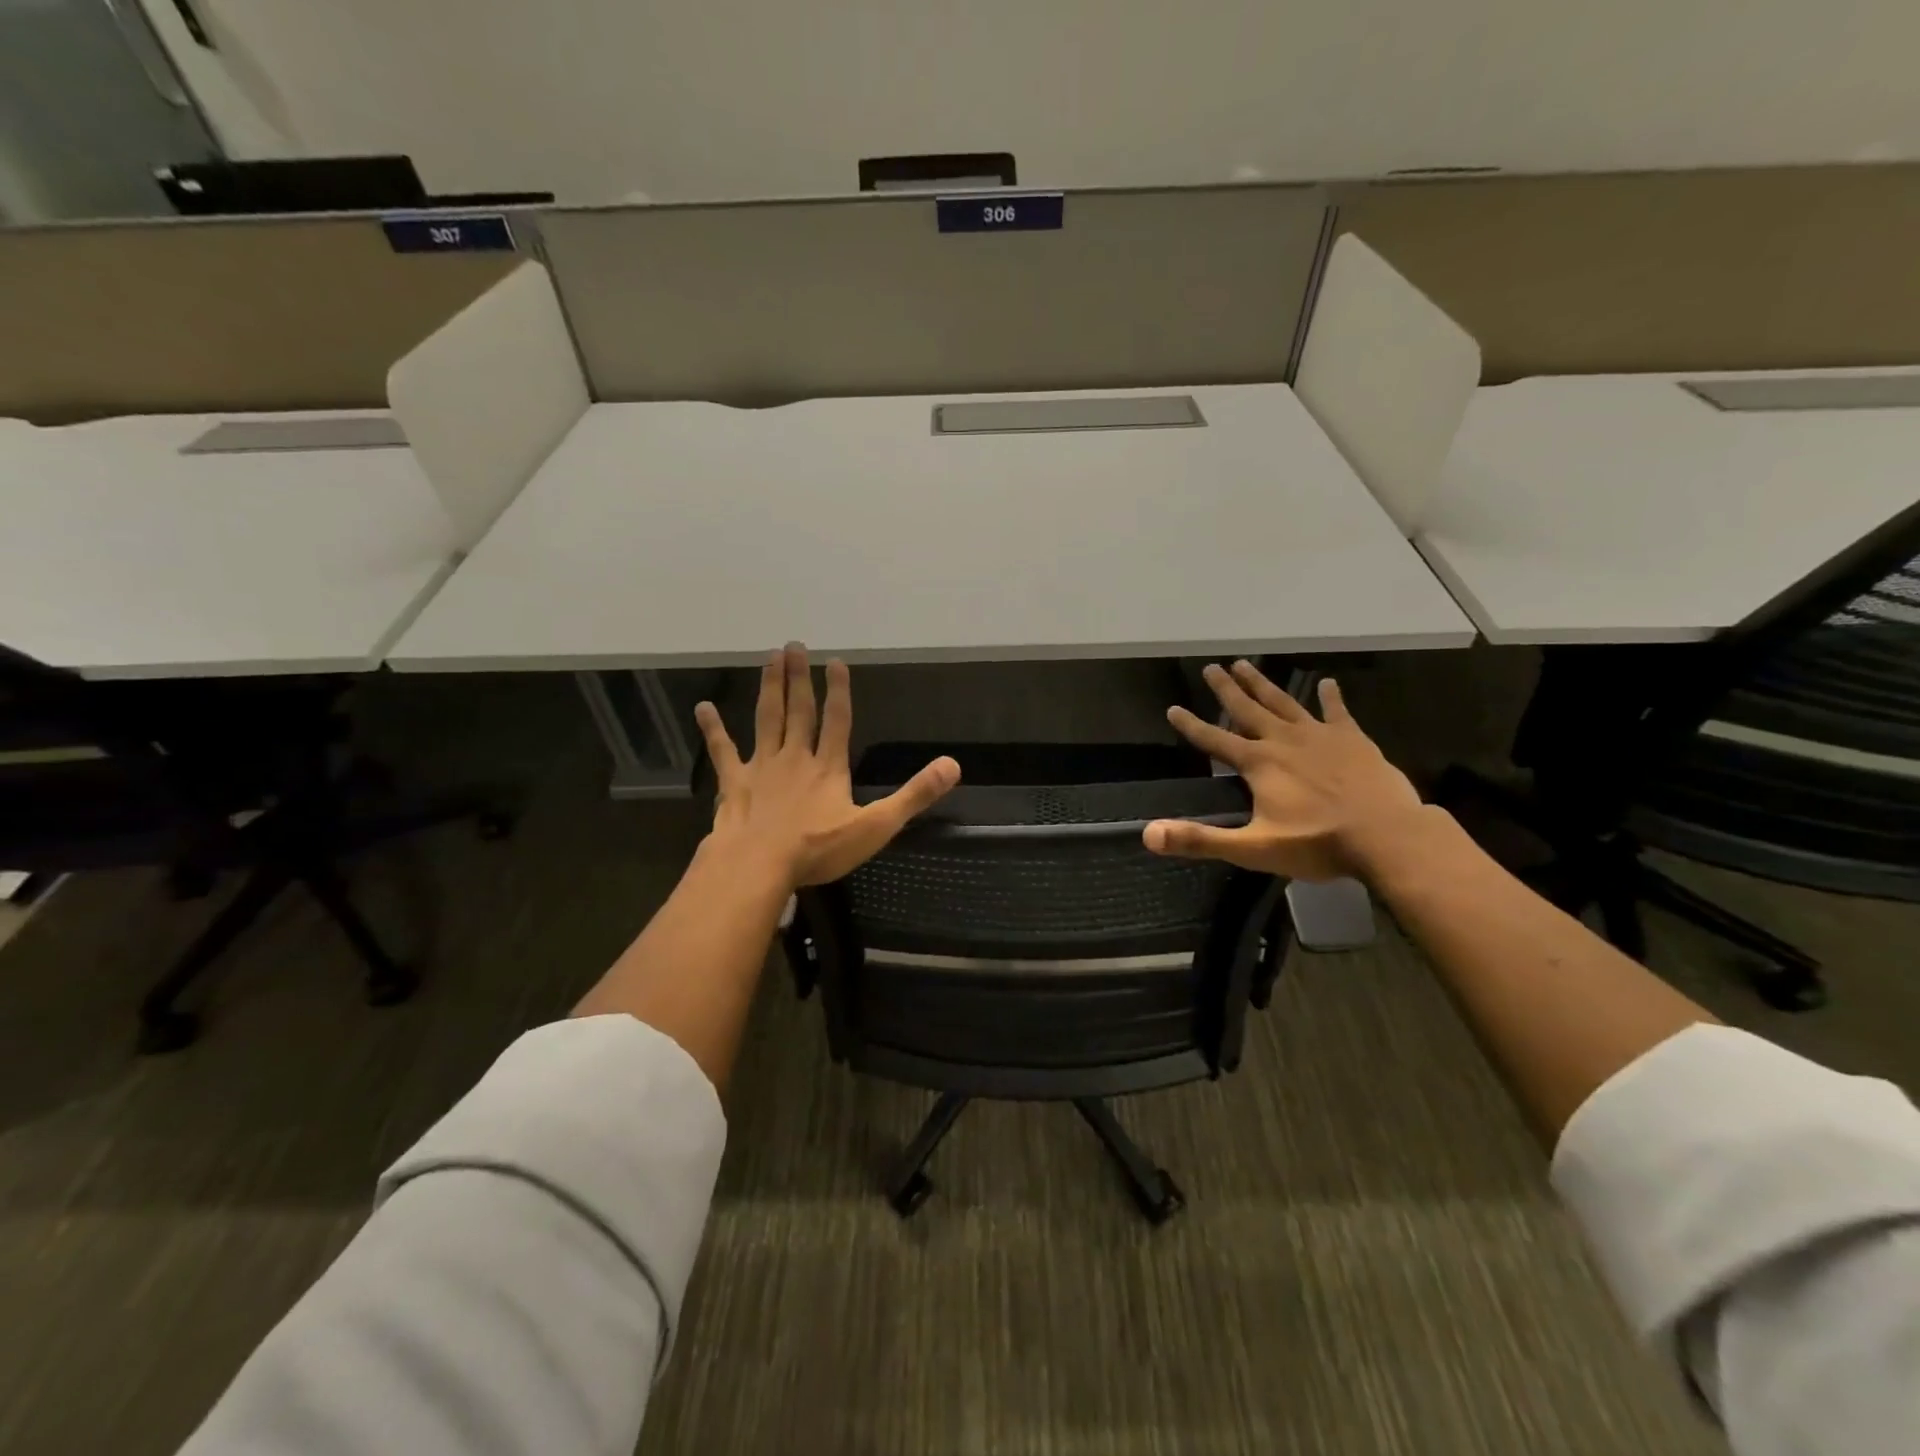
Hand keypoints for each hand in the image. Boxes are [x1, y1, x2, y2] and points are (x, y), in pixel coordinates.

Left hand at [693, 644, 960, 888]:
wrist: (759, 865)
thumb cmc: (818, 849)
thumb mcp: (876, 826)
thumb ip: (914, 795)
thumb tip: (953, 766)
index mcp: (829, 768)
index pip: (837, 721)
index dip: (839, 691)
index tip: (835, 661)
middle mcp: (796, 758)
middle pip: (799, 711)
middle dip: (799, 678)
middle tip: (794, 645)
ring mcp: (762, 767)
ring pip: (767, 719)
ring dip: (769, 688)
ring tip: (769, 659)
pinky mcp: (734, 782)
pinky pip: (723, 751)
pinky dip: (713, 729)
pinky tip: (703, 707)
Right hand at [1145, 661, 1424, 880]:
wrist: (1387, 837)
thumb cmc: (1317, 843)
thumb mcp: (1252, 848)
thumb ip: (1201, 840)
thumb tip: (1149, 834)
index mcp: (1258, 763)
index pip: (1214, 740)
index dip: (1191, 725)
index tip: (1173, 708)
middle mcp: (1283, 740)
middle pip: (1247, 709)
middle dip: (1226, 689)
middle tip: (1211, 667)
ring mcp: (1320, 736)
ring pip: (1284, 702)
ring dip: (1263, 684)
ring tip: (1245, 664)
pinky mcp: (1353, 740)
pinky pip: (1337, 712)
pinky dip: (1330, 697)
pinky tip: (1327, 683)